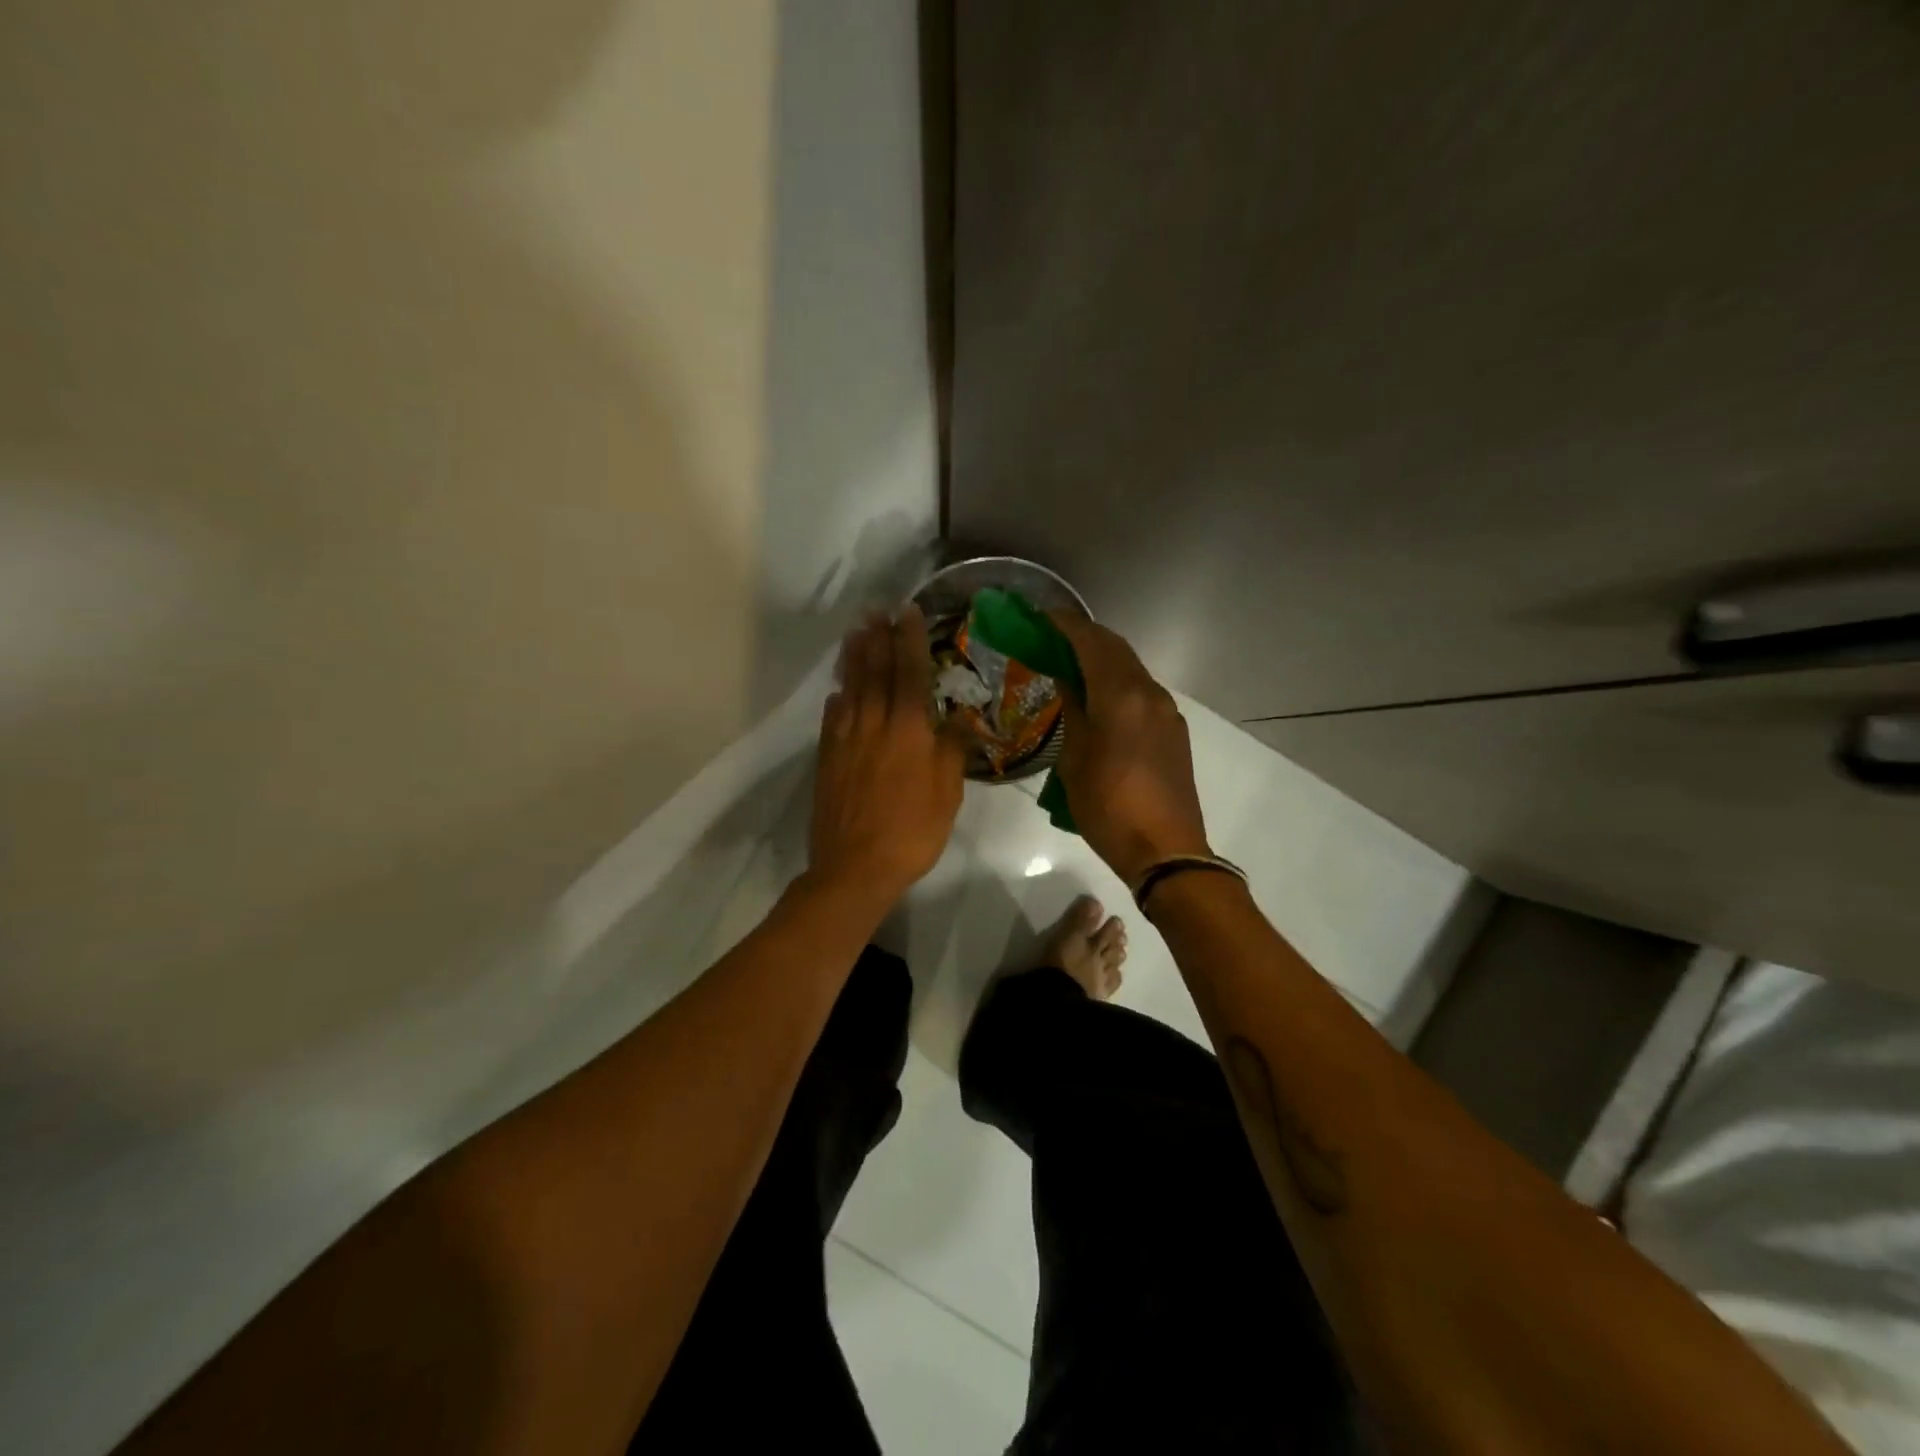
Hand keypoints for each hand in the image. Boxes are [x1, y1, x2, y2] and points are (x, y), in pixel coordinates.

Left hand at [808, 605, 966, 907]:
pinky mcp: (827, 759)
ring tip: (855, 633)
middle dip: (878, 639)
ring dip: (853, 659)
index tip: (907, 612)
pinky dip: (836, 698)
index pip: (909, 673)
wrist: (855, 867)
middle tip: (876, 611)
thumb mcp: (947, 792)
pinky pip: (831, 718)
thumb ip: (952, 749)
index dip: (909, 640)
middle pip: (874, 672)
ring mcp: (845, 740)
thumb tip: (961, 716)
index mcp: (907, 729)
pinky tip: (837, 692)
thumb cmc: (912, 830)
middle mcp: (873, 724)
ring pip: (849, 689)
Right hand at [1049, 612, 1210, 885]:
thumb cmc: (1108, 807)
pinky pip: (1142, 691)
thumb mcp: (1075, 760)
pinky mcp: (1174, 730)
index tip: (1041, 616)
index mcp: (1121, 697)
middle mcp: (1149, 694)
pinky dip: (1118, 680)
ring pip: (1132, 669)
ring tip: (1071, 664)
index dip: (1066, 625)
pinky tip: (1099, 696)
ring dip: (1103, 658)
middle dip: (1084, 636)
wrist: (1165, 850)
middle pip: (1116, 649)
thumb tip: (1067, 680)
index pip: (1092, 643)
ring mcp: (1167, 711)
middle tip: (1051, 637)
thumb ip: (1074, 711)